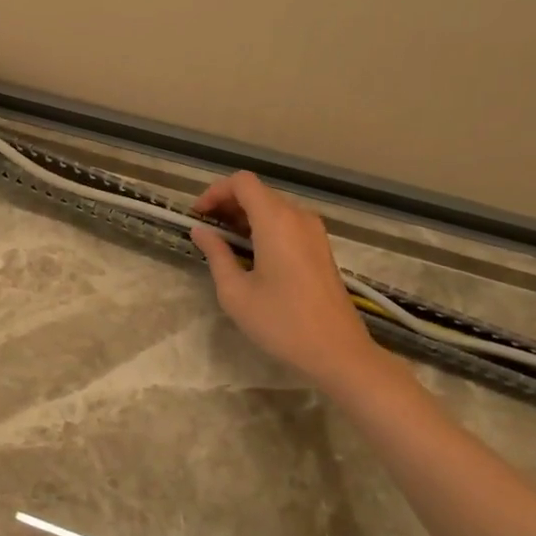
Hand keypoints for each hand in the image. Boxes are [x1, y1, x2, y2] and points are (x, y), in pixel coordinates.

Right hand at [188, 172, 383, 387]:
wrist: (338, 352)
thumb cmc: (282, 322)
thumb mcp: (236, 292)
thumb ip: (216, 254)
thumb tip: (200, 231)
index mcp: (276, 220)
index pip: (242, 182)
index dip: (215, 191)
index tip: (198, 215)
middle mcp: (298, 216)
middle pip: (258, 192)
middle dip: (227, 203)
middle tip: (206, 229)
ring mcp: (314, 231)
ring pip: (273, 207)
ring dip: (245, 216)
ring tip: (224, 242)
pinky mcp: (321, 247)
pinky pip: (287, 222)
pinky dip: (264, 227)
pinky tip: (251, 253)